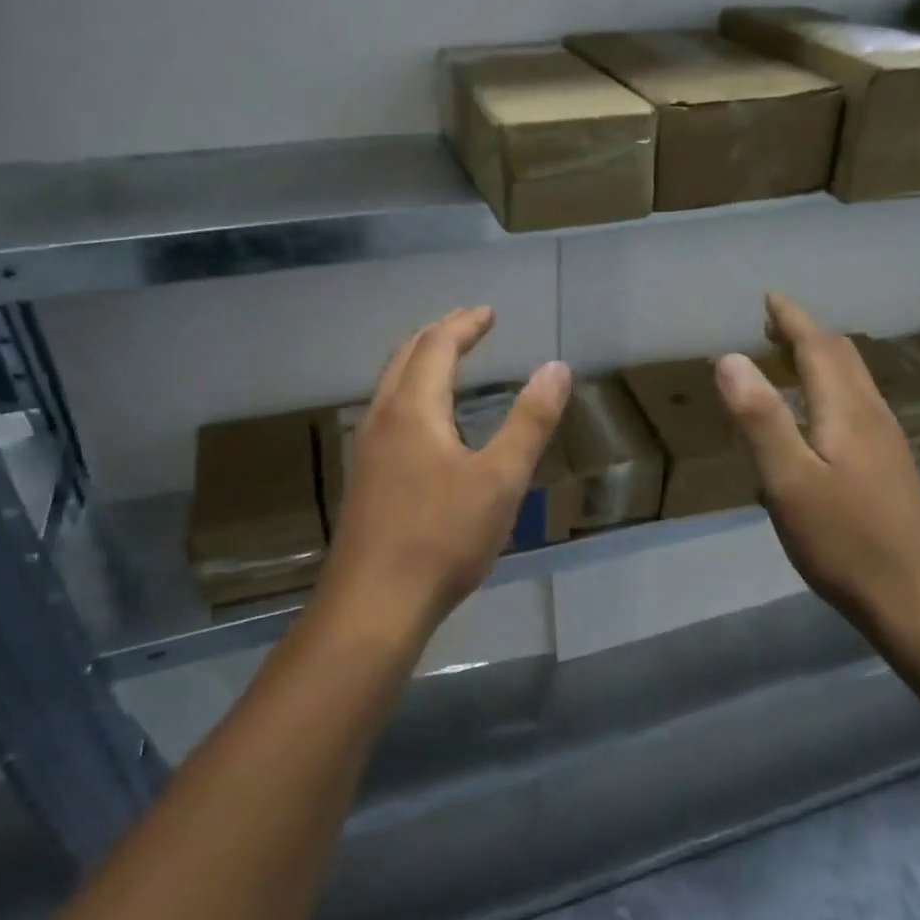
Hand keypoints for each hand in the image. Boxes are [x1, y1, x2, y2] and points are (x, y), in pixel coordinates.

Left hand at [319, 307, 570, 638]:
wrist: (373, 605)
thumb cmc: (442, 538)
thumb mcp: (501, 479)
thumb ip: (529, 421)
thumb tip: (556, 368)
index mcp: (413, 410)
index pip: (437, 346)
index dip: (465, 325)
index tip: (489, 313)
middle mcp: (381, 419)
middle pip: (405, 358)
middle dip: (438, 336)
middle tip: (468, 327)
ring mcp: (365, 451)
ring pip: (390, 387)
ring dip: (419, 364)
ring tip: (448, 365)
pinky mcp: (363, 480)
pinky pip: (386, 415)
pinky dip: (411, 396)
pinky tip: (426, 426)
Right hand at [714, 293, 919, 650]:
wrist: (918, 599)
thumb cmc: (845, 541)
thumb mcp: (788, 481)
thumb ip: (759, 419)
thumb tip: (729, 359)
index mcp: (847, 411)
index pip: (819, 348)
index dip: (792, 320)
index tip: (769, 298)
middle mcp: (873, 416)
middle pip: (842, 358)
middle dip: (806, 334)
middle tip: (772, 325)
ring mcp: (887, 444)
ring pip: (854, 382)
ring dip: (820, 360)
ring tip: (788, 360)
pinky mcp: (890, 468)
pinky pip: (857, 406)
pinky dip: (830, 389)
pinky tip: (817, 417)